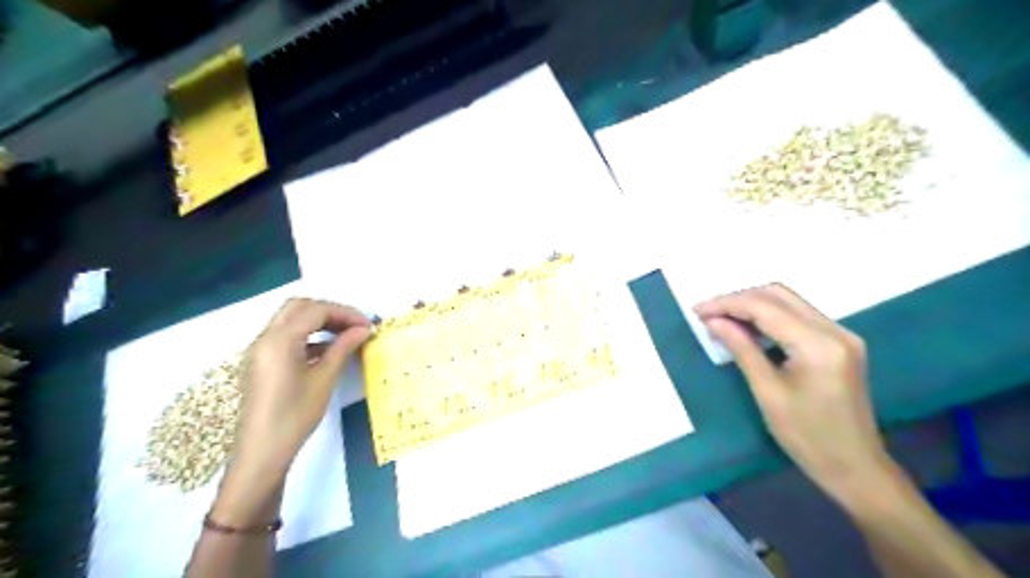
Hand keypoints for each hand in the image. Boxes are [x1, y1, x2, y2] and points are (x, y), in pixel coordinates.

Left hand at [233, 298, 374, 478]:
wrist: (261, 452)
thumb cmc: (295, 416)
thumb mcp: (324, 380)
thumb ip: (343, 348)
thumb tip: (363, 329)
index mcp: (280, 340)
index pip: (315, 310)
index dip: (344, 313)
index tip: (367, 325)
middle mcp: (265, 338)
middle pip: (299, 307)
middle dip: (330, 311)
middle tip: (354, 326)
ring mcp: (261, 349)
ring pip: (291, 319)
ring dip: (319, 320)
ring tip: (346, 335)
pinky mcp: (262, 361)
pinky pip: (286, 335)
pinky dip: (308, 334)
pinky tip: (328, 349)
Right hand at [692, 286, 894, 505]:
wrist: (855, 467)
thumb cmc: (807, 436)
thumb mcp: (767, 392)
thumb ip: (741, 349)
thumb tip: (713, 321)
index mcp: (818, 344)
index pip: (765, 307)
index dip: (727, 304)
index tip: (697, 311)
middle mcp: (834, 330)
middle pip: (779, 295)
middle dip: (739, 299)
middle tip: (708, 313)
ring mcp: (841, 335)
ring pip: (788, 302)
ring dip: (753, 305)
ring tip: (721, 319)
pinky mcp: (839, 343)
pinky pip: (798, 316)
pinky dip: (769, 316)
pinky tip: (748, 328)